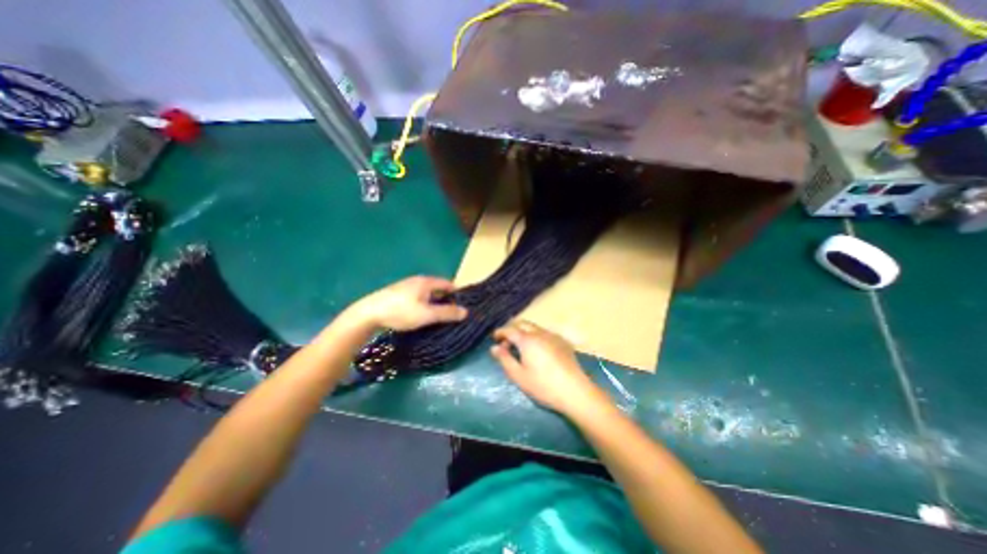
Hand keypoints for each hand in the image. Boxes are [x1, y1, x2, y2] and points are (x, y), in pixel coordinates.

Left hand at [351, 275, 466, 331]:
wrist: (368, 314)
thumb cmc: (401, 312)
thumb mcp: (427, 314)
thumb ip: (447, 313)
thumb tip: (466, 312)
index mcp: (427, 282)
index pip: (449, 284)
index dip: (457, 294)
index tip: (463, 307)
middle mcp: (418, 280)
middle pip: (438, 288)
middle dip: (446, 300)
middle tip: (452, 314)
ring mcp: (406, 286)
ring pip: (427, 294)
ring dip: (434, 303)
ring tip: (438, 317)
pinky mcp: (398, 294)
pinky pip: (418, 297)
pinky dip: (424, 304)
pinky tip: (421, 315)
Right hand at [486, 318, 605, 417]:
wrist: (575, 391)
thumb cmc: (543, 386)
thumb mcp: (519, 376)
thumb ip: (504, 359)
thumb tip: (494, 347)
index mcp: (527, 340)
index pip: (509, 329)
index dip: (500, 332)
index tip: (494, 338)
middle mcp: (540, 333)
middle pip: (522, 324)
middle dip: (512, 329)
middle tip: (506, 342)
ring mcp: (553, 336)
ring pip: (534, 327)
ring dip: (524, 332)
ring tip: (521, 348)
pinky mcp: (563, 342)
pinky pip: (544, 333)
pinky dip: (535, 336)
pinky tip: (537, 350)